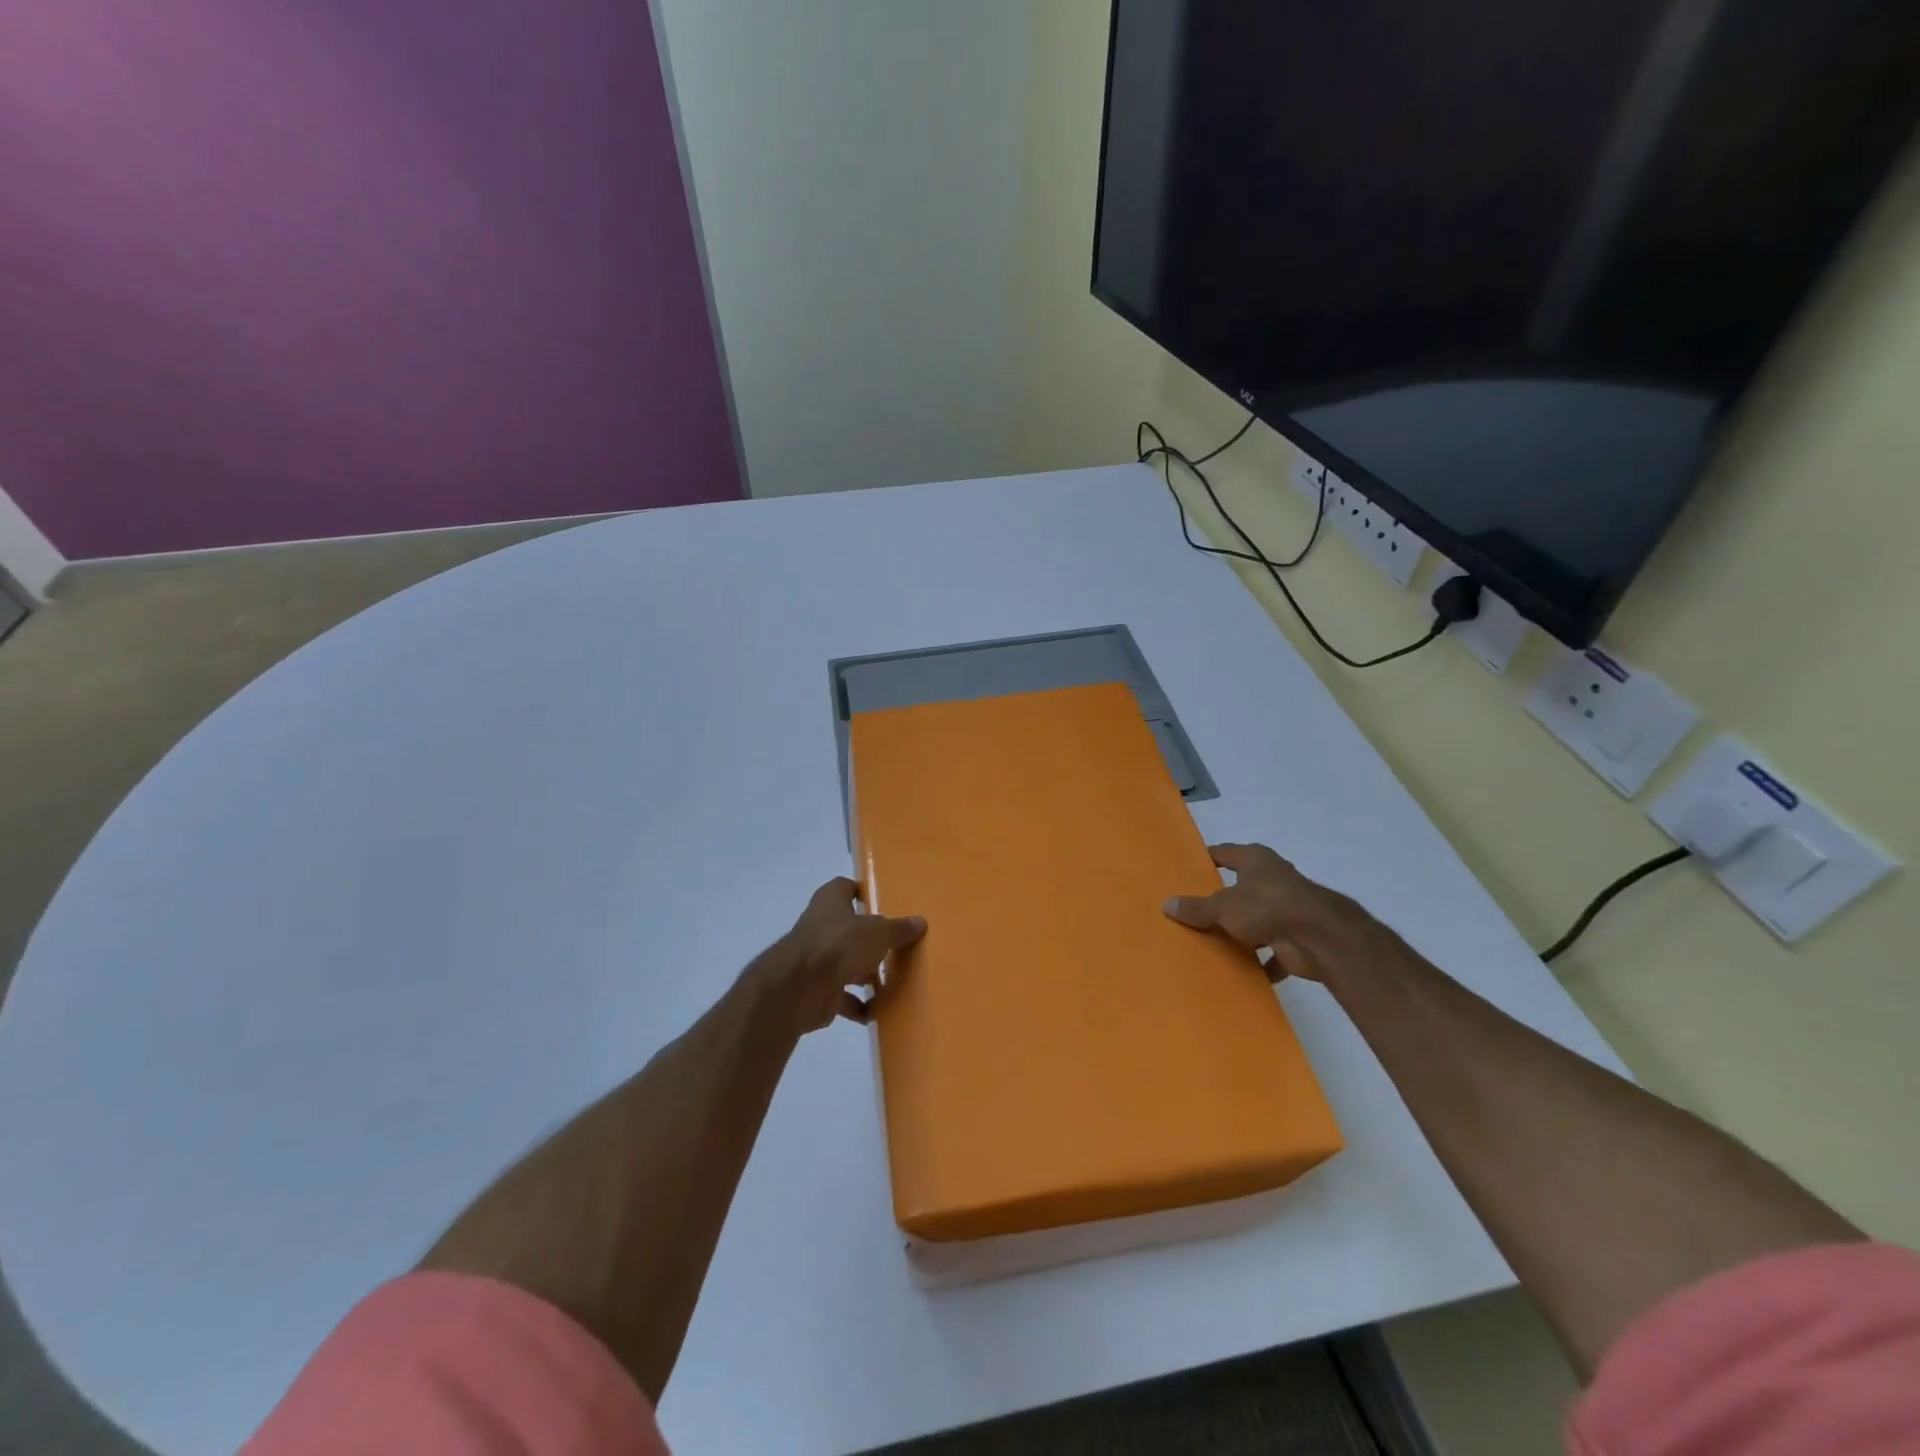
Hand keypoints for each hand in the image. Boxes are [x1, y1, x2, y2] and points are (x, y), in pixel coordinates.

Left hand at [760, 878, 925, 1033]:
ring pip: (846, 963)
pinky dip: (858, 1005)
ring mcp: (816, 959)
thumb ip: (898, 929)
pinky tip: (878, 1011)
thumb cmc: (839, 944)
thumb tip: (920, 922)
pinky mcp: (816, 990)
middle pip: (849, 928)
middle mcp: (820, 926)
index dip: (862, 892)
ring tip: (894, 982)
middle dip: (870, 939)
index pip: (845, 887)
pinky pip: (842, 997)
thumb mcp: (878, 932)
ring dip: (865, 974)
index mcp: (830, 901)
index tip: (884, 902)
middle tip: (897, 946)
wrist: (799, 989)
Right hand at [1162, 843, 1387, 983]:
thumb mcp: (1222, 906)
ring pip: (1257, 919)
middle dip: (1222, 899)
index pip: (1225, 853)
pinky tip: (1243, 971)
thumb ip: (1196, 908)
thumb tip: (1166, 904)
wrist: (1319, 938)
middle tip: (1193, 910)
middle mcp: (1273, 879)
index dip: (1207, 859)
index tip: (1187, 869)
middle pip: (1241, 887)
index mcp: (1255, 860)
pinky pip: (1273, 951)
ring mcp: (1287, 909)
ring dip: (1242, 932)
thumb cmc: (1267, 906)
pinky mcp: (1297, 938)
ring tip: (1212, 942)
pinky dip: (1262, 962)